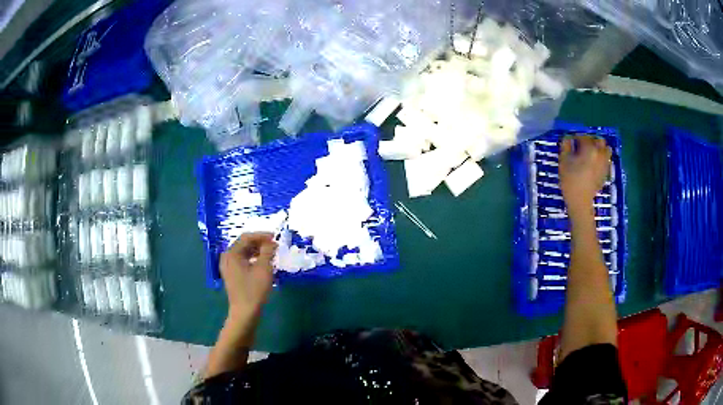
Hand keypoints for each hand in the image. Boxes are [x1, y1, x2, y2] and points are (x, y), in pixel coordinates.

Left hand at [220, 233, 277, 319]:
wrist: (245, 312)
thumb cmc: (254, 290)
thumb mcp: (264, 268)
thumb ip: (267, 251)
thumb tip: (271, 242)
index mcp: (232, 253)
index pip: (247, 237)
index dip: (262, 235)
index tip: (275, 237)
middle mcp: (227, 257)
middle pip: (244, 244)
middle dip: (259, 243)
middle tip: (274, 245)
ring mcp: (228, 267)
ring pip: (243, 253)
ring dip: (257, 251)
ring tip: (271, 254)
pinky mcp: (231, 275)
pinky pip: (242, 261)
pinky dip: (253, 259)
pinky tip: (263, 264)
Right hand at [559, 136, 611, 216]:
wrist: (580, 202)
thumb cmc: (570, 180)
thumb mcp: (563, 161)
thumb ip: (565, 145)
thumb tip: (568, 138)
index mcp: (589, 148)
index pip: (583, 136)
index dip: (576, 138)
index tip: (571, 142)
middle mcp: (600, 153)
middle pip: (598, 140)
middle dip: (591, 140)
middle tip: (583, 146)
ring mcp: (605, 163)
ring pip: (606, 149)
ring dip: (599, 148)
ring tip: (592, 153)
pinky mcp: (606, 173)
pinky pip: (606, 160)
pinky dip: (602, 158)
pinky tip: (594, 164)